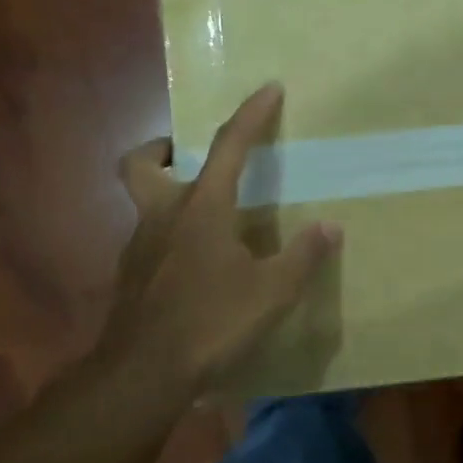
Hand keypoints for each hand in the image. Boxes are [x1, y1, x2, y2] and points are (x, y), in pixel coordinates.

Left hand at [98, 83, 341, 400]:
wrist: (142, 375)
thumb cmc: (211, 323)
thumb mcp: (272, 293)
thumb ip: (302, 257)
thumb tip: (330, 227)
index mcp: (202, 209)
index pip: (229, 147)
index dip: (251, 115)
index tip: (268, 88)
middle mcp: (163, 216)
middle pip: (142, 163)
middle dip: (161, 148)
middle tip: (189, 155)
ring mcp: (140, 247)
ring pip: (144, 203)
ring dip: (168, 194)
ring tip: (207, 215)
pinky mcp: (131, 277)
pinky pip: (149, 239)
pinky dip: (170, 236)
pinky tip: (195, 264)